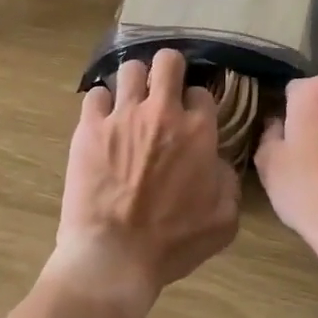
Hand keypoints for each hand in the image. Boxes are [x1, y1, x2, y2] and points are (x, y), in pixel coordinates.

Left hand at [52, 50, 239, 317]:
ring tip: (131, 98)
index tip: (191, 116)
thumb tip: (216, 162)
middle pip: (168, 61)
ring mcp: (122, 116)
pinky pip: (95, 95)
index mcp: (198, 131)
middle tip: (164, 85)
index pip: (201, 93)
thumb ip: (228, 181)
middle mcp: (162, 113)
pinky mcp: (89, 127)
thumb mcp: (224, 219)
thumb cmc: (173, 242)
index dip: (197, 103)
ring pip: (130, 69)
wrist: (115, 256)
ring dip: (134, 81)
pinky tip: (102, 118)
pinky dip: (101, 103)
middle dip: (169, 68)